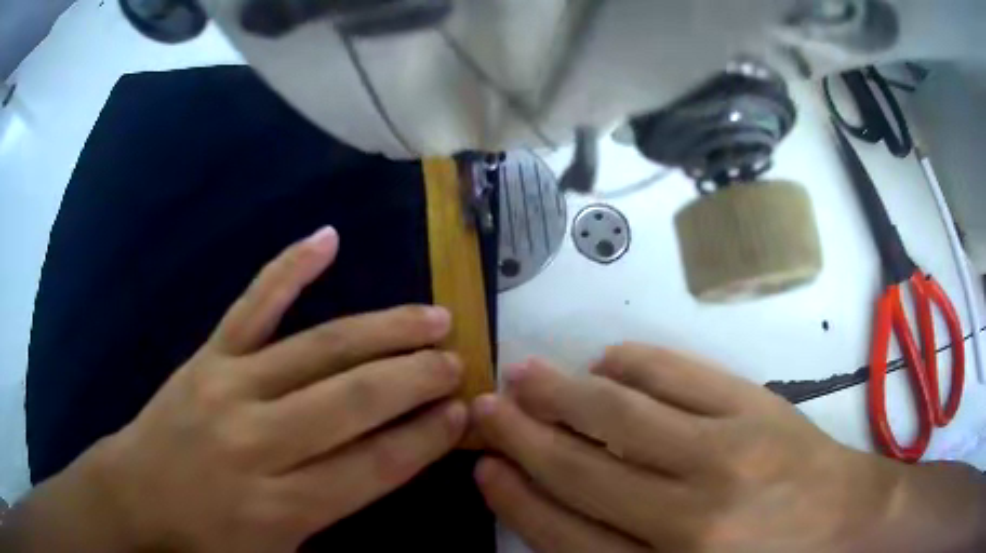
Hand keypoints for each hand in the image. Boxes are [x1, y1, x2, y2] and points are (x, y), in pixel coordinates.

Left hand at [13, 226, 466, 551]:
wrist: (137, 494)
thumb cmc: (210, 538)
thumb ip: (336, 513)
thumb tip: (396, 460)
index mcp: (280, 506)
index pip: (372, 467)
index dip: (424, 439)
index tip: (460, 414)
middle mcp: (258, 442)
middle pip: (351, 402)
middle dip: (415, 379)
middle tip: (458, 361)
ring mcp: (229, 386)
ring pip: (317, 349)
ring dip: (382, 330)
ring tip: (431, 316)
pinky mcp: (207, 355)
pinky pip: (253, 305)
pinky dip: (290, 268)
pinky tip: (327, 238)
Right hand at [470, 344, 984, 552]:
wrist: (851, 526)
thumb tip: (556, 517)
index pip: (568, 535)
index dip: (518, 500)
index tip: (485, 468)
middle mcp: (691, 518)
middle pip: (584, 473)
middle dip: (523, 438)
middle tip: (482, 407)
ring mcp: (728, 453)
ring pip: (622, 418)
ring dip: (563, 395)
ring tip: (522, 375)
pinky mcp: (758, 409)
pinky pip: (678, 376)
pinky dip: (631, 364)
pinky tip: (605, 363)